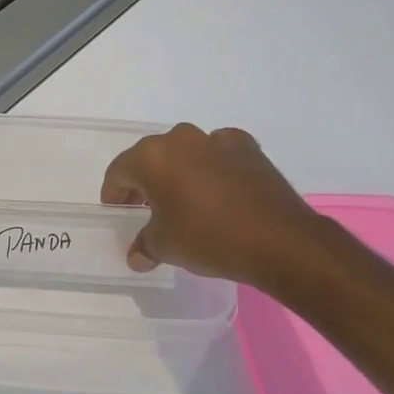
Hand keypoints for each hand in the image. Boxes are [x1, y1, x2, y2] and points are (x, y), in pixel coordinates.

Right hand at [100, 123, 325, 287]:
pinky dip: (213, 167)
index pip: (119, 171)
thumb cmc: (208, 238)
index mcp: (151, 157)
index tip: (117, 212)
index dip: (114, 193)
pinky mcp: (248, 148)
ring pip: (185, 152)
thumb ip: (145, 244)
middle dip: (145, 181)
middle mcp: (180, 139)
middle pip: (151, 158)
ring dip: (179, 172)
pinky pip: (218, 154)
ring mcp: (216, 139)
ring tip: (184, 200)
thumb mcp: (165, 247)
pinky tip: (218, 192)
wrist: (280, 241)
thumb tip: (138, 255)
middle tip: (146, 208)